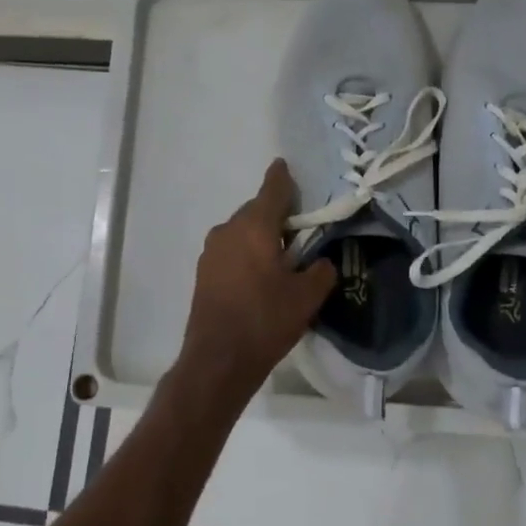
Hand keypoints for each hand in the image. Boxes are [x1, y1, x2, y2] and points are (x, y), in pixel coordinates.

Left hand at [170, 159, 335, 419]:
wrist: (218, 360)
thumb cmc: (265, 321)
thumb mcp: (307, 296)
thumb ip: (321, 270)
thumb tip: (321, 262)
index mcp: (254, 226)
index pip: (272, 189)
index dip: (282, 177)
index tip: (284, 165)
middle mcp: (228, 230)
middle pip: (256, 210)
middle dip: (276, 214)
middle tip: (299, 227)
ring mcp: (211, 251)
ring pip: (241, 231)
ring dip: (260, 235)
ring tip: (281, 255)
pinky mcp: (204, 272)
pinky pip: (231, 250)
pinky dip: (246, 252)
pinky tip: (259, 275)